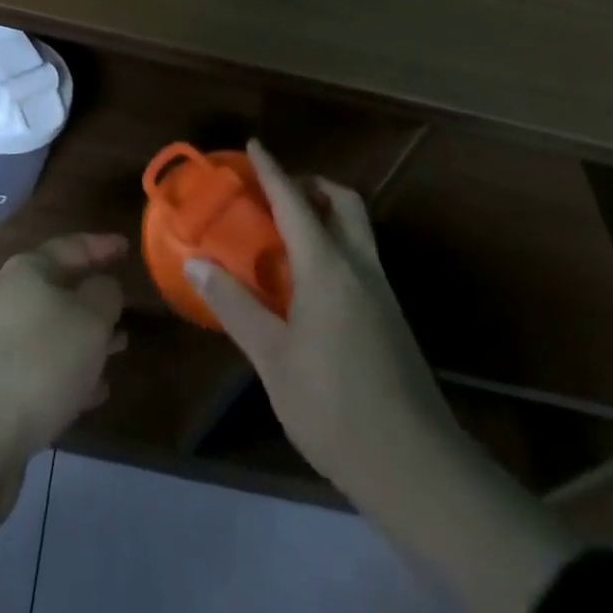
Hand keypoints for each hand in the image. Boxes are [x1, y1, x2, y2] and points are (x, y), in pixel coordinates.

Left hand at [0, 232, 128, 457]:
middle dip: (95, 298)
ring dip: (87, 339)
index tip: (128, 246)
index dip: (102, 245)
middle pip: (61, 289)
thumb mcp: (89, 319)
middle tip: (127, 304)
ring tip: (121, 347)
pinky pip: (44, 370)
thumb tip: (103, 287)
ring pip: (55, 332)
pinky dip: (71, 374)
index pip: (72, 246)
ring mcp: (0, 344)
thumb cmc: (40, 361)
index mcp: (29, 271)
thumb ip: (105, 295)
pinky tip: (95, 393)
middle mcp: (11, 300)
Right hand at [184, 140, 453, 512]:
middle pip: (343, 203)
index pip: (295, 203)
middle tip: (275, 194)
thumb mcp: (272, 358)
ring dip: (325, 214)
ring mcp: (381, 293)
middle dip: (312, 185)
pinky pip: (360, 259)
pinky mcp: (390, 319)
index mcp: (328, 268)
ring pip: (357, 230)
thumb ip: (235, 306)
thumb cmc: (334, 407)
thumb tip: (196, 262)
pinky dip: (333, 246)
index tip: (254, 145)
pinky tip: (307, 283)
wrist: (416, 467)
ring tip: (285, 234)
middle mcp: (360, 268)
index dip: (272, 171)